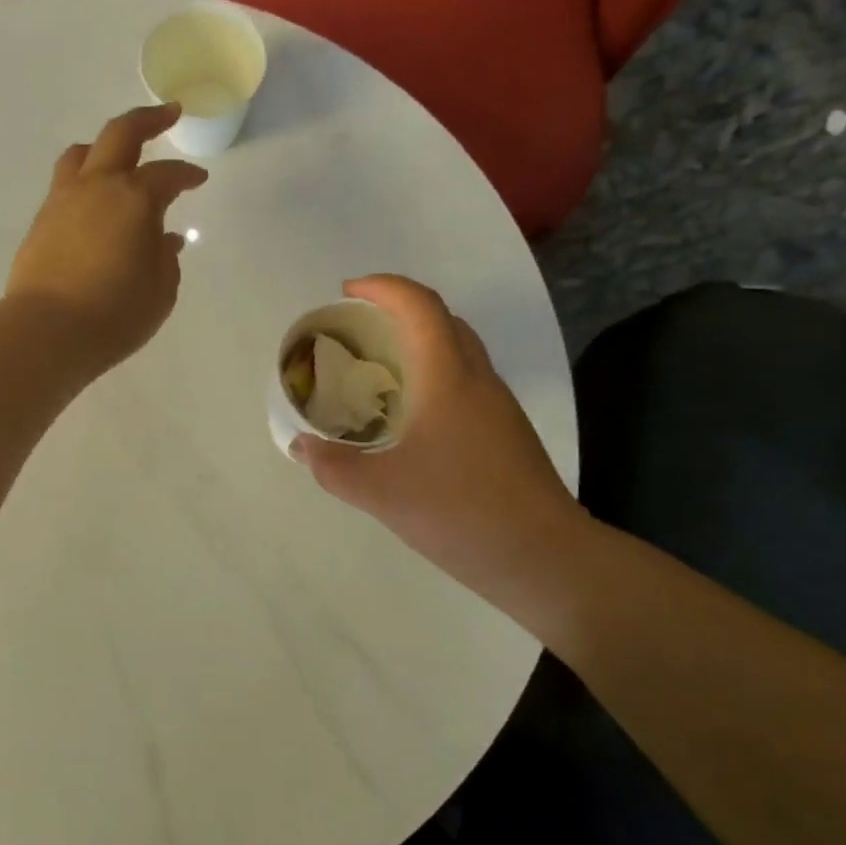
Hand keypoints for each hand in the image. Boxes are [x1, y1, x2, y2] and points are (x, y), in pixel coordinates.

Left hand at [7, 104, 207, 372]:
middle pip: (121, 133)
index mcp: (134, 198)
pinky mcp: (41, 221)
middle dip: (148, 119)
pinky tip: (95, 203)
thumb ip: (165, 258)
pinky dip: (85, 180)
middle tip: (167, 113)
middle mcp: (97, 187)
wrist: (47, 330)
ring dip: (106, 146)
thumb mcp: (160, 291)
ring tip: (119, 156)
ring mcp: (63, 200)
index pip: (168, 175)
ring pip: (83, 153)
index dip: (187, 175)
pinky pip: (65, 184)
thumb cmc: (115, 313)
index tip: (199, 179)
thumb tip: (164, 239)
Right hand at [292, 276, 592, 608]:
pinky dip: (434, 374)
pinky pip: (466, 381)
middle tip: (359, 328)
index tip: (348, 293)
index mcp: (447, 377)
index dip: (383, 287)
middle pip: (443, 319)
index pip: (419, 305)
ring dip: (420, 342)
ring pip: (459, 349)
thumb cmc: (460, 512)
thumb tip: (302, 447)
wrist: (543, 557)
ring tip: (380, 368)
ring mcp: (498, 405)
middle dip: (399, 309)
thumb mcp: (381, 492)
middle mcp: (477, 379)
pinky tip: (412, 415)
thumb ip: (333, 467)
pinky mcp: (507, 432)